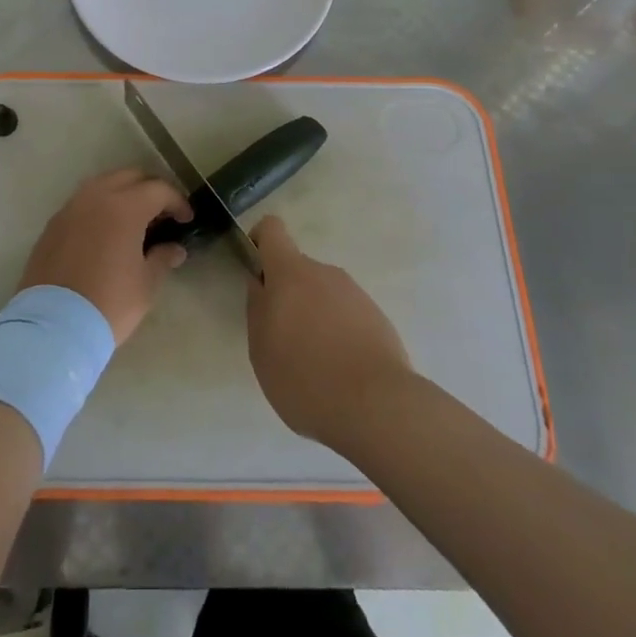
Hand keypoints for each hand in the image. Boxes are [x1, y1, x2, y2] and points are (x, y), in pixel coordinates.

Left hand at [19, 169, 192, 343]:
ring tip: (133, 221)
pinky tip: (105, 233)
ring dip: (122, 194)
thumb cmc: (109, 303)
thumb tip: (174, 249)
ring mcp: (71, 208)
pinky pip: (82, 203)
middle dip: (150, 190)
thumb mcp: (146, 284)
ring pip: (103, 185)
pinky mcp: (53, 224)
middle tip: (162, 214)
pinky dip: (99, 208)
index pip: (158, 190)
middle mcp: (96, 197)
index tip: (186, 219)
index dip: (177, 201)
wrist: (53, 326)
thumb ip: (162, 258)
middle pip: (130, 177)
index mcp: (124, 206)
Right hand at [246, 215, 411, 448]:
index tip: (256, 272)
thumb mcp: (261, 348)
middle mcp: (324, 272)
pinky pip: (347, 316)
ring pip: (324, 295)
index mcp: (290, 272)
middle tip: (284, 341)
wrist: (378, 407)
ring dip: (315, 317)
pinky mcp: (378, 318)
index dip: (260, 242)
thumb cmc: (305, 376)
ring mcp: (355, 294)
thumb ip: (257, 308)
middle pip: (298, 271)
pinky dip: (339, 334)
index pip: (271, 229)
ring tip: (315, 365)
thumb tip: (261, 284)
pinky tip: (341, 373)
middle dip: (288, 297)